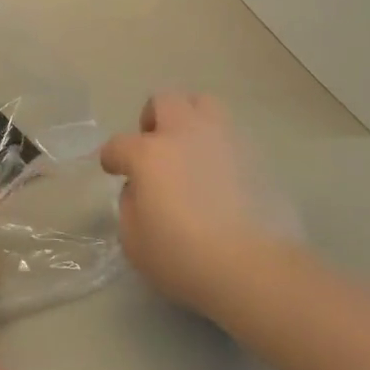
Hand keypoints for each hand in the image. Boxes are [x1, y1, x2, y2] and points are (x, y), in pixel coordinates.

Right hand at [99, 93, 300, 312]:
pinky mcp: (257, 155)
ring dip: (190, 118)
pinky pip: (231, 135)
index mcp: (149, 154)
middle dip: (153, 118)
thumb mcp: (134, 241)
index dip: (112, 157)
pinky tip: (221, 173)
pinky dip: (220, 145)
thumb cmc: (184, 257)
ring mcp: (224, 140)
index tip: (113, 169)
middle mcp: (185, 134)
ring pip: (204, 104)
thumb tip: (140, 190)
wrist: (256, 268)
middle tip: (153, 145)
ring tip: (190, 148)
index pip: (119, 144)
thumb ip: (130, 206)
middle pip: (164, 101)